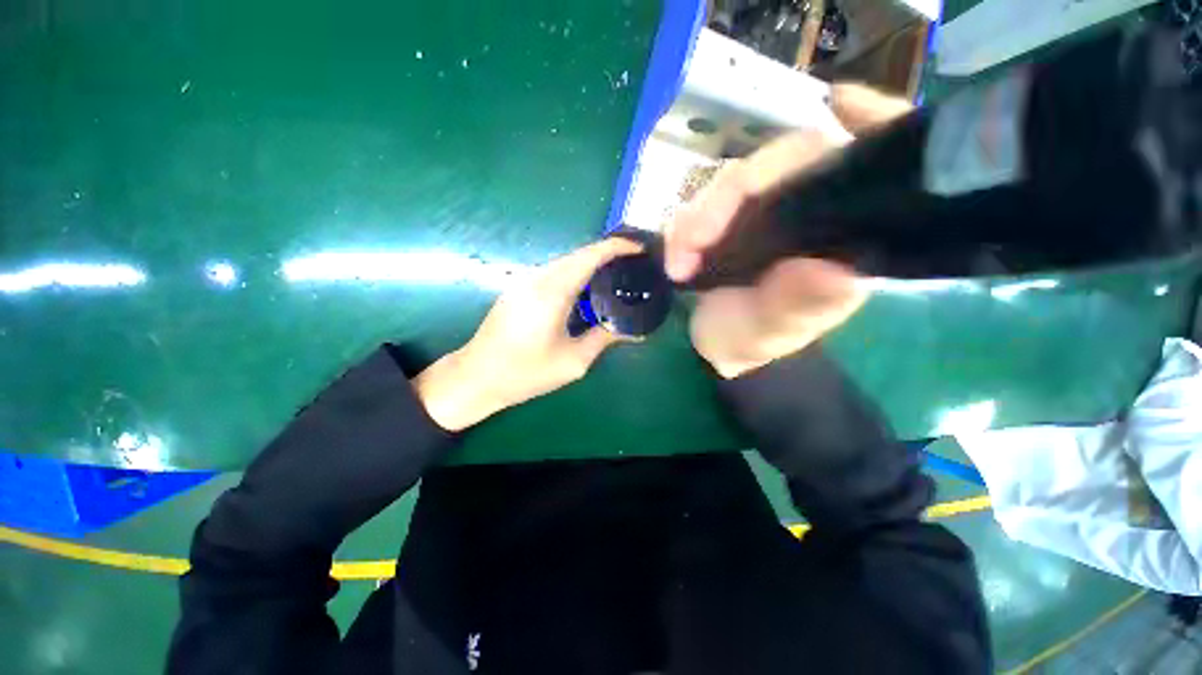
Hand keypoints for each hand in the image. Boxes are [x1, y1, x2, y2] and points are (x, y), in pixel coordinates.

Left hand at [415, 238, 642, 430]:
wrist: (476, 377)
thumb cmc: (525, 373)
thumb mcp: (573, 362)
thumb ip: (603, 339)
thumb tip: (631, 330)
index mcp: (552, 292)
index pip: (589, 256)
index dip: (617, 247)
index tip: (639, 248)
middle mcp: (537, 278)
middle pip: (578, 254)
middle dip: (608, 253)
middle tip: (632, 266)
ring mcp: (525, 282)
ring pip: (565, 262)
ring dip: (591, 264)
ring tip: (615, 276)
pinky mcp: (519, 289)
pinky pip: (554, 272)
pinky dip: (575, 274)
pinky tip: (587, 291)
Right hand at [665, 83, 912, 377]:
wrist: (717, 347)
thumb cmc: (755, 341)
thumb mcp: (775, 332)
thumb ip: (801, 306)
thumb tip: (833, 271)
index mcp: (838, 232)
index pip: (858, 163)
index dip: (864, 122)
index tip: (839, 104)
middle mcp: (804, 211)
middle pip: (777, 165)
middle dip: (726, 197)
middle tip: (690, 243)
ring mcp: (760, 211)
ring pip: (729, 184)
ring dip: (696, 218)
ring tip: (678, 263)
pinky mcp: (726, 220)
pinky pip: (701, 205)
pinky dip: (682, 228)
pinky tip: (675, 256)